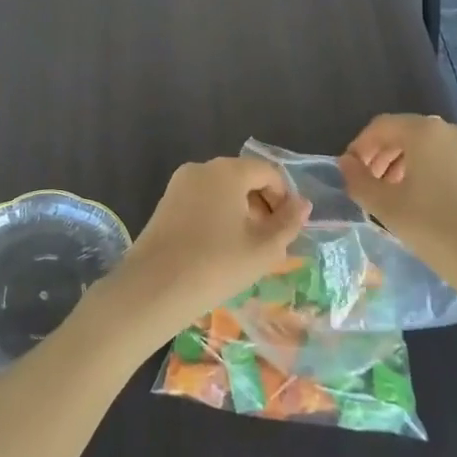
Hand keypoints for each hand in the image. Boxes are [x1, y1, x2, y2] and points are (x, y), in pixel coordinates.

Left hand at [101, 157, 311, 340]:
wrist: (154, 288)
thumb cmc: (216, 265)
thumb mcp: (264, 249)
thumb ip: (288, 223)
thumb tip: (302, 203)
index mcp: (229, 170)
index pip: (268, 172)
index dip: (284, 198)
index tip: (287, 230)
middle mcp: (202, 168)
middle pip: (244, 177)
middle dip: (262, 205)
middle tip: (269, 242)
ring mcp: (179, 184)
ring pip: (222, 190)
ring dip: (240, 212)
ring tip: (245, 249)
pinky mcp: (165, 203)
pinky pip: (201, 200)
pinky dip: (217, 216)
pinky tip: (218, 249)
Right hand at [339, 114, 456, 278]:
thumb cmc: (435, 229)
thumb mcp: (386, 207)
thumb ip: (359, 180)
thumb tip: (346, 163)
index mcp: (424, 132)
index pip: (381, 126)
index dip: (360, 146)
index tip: (350, 172)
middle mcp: (453, 132)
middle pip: (408, 134)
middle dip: (384, 156)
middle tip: (372, 185)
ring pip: (433, 149)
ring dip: (409, 165)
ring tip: (399, 196)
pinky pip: (455, 164)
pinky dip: (436, 175)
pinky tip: (433, 206)